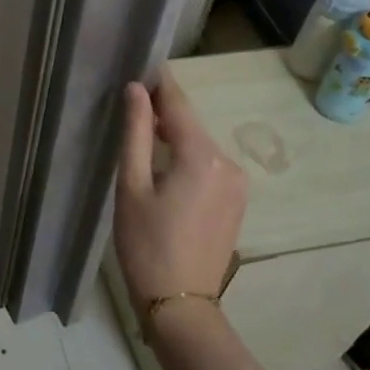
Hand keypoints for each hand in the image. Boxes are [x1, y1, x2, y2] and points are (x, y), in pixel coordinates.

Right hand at [113, 71, 247, 307]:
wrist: (181, 304)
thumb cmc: (146, 244)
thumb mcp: (132, 186)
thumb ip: (136, 133)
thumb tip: (136, 90)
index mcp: (202, 156)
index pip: (179, 105)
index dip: (161, 84)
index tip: (143, 65)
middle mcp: (228, 163)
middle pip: (192, 125)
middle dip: (165, 114)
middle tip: (133, 105)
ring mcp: (238, 184)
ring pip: (201, 147)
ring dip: (176, 138)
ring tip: (144, 137)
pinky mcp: (237, 202)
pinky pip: (210, 167)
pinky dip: (189, 160)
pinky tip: (166, 170)